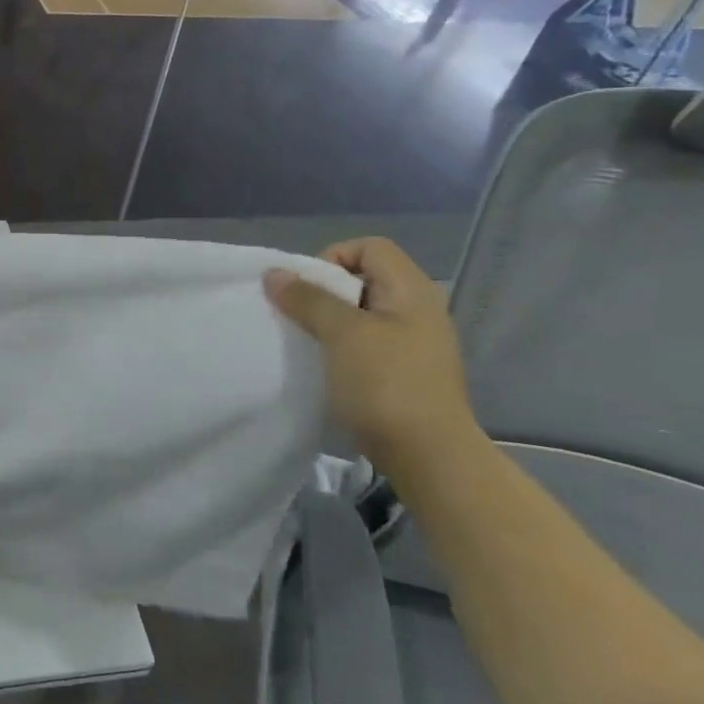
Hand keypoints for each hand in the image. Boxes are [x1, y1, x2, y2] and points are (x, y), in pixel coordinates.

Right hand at [263, 237, 480, 479]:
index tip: (308, 289)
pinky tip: (324, 366)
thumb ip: (308, 299)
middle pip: (363, 278)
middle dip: (324, 291)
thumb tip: (274, 272)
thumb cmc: (386, 385)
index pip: (369, 247)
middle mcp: (417, 309)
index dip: (333, 257)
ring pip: (360, 313)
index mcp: (411, 291)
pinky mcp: (403, 371)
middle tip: (300, 315)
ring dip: (328, 321)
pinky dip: (340, 346)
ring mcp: (412, 342)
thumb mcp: (342, 334)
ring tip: (306, 341)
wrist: (428, 456)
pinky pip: (365, 342)